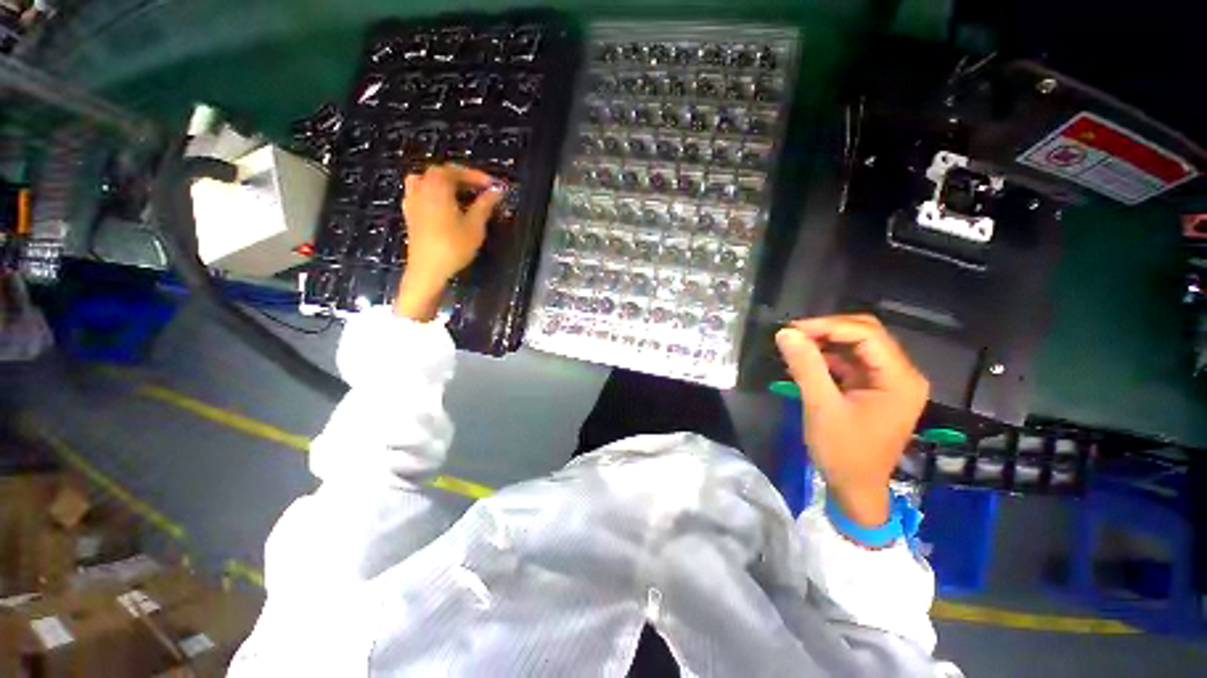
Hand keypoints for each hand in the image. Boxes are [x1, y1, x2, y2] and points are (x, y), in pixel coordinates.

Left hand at [394, 164, 504, 320]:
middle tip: (479, 188)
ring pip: (425, 180)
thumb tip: (496, 192)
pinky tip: (443, 205)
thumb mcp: (475, 227)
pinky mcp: (410, 214)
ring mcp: (412, 201)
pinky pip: (419, 192)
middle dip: (460, 176)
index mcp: (438, 188)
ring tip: (459, 193)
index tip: (492, 185)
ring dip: (443, 182)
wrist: (428, 269)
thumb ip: (484, 206)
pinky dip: (432, 192)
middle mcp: (422, 189)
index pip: (455, 171)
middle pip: (439, 173)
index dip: (475, 175)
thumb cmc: (453, 247)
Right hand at [775, 315, 928, 525]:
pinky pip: (851, 363)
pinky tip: (804, 363)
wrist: (855, 489)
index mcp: (899, 379)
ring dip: (825, 344)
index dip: (828, 326)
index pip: (866, 334)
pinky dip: (827, 359)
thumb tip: (785, 333)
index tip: (791, 330)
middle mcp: (902, 375)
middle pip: (866, 335)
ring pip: (857, 347)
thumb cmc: (842, 453)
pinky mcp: (875, 390)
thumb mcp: (821, 407)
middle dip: (827, 331)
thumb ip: (806, 367)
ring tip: (793, 347)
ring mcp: (890, 382)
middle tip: (792, 335)